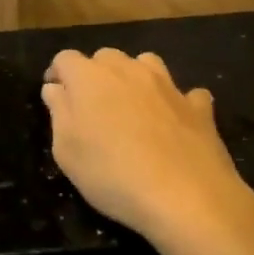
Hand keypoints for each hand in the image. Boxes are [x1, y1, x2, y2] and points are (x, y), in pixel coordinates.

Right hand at [40, 48, 251, 245]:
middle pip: (105, 57)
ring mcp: (167, 85)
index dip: (57, 74)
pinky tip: (175, 122)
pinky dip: (177, 103)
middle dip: (95, 74)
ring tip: (132, 106)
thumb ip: (58, 112)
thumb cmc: (111, 174)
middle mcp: (128, 70)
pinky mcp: (198, 107)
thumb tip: (56, 89)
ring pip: (146, 64)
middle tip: (92, 107)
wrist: (186, 197)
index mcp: (90, 77)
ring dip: (135, 78)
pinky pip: (186, 94)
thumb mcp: (66, 151)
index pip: (65, 59)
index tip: (55, 95)